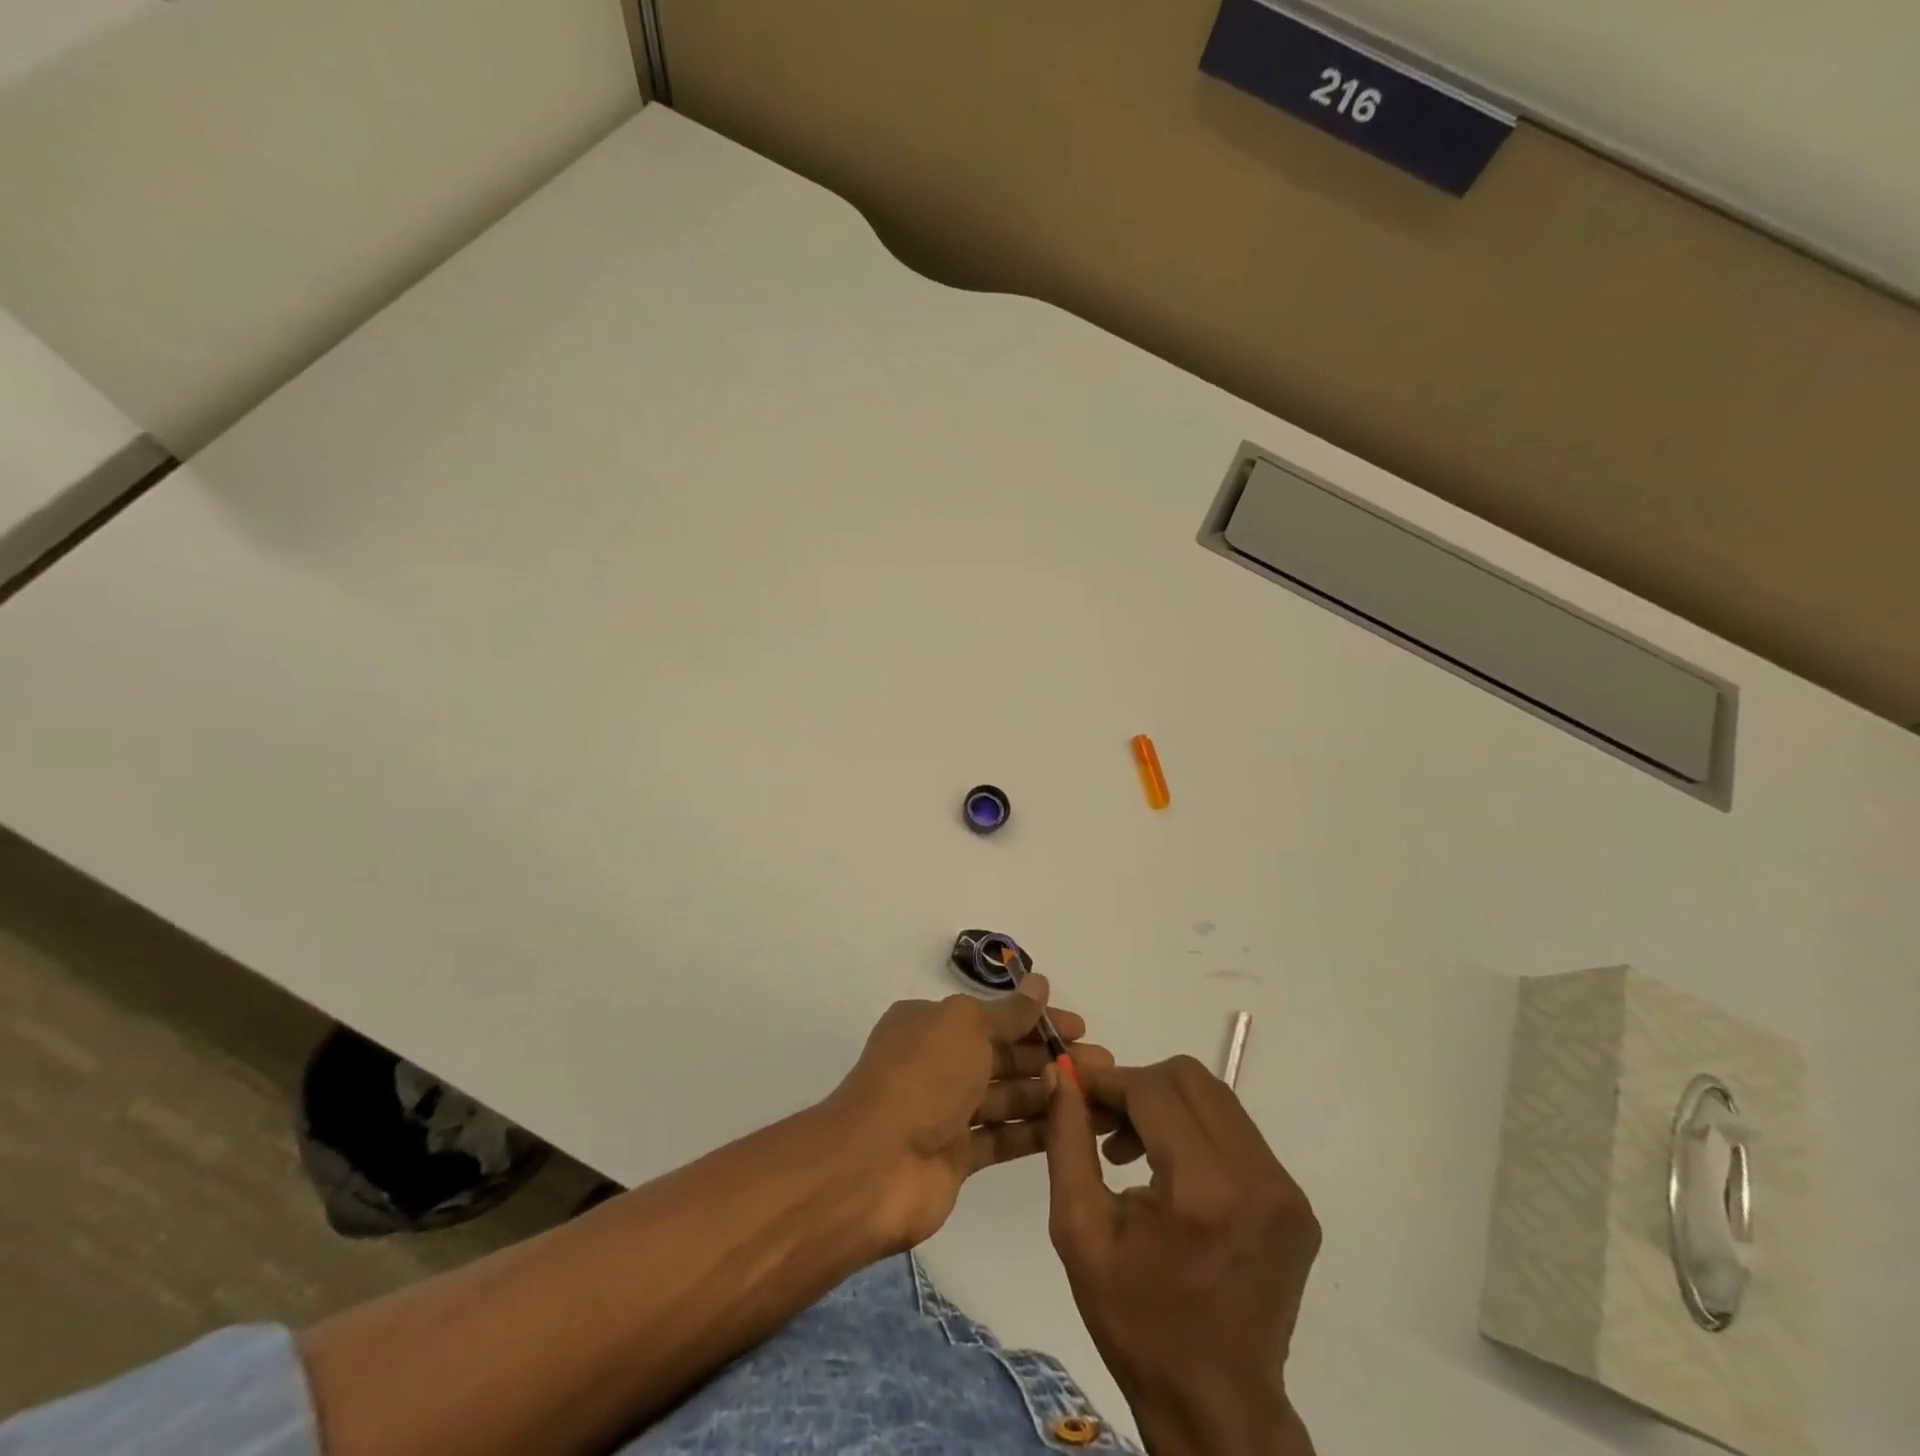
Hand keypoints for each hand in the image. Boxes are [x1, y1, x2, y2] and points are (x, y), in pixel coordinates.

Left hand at [827, 975, 1113, 1250]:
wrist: (875, 1166)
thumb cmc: (922, 1077)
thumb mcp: (966, 1027)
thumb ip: (1008, 1012)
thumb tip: (1040, 984)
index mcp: (932, 1024)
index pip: (993, 1016)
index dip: (1037, 1020)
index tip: (1080, 1027)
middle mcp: (939, 1062)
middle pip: (1003, 1056)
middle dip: (1050, 1057)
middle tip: (1102, 1064)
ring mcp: (946, 1111)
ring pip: (1007, 1096)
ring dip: (1050, 1093)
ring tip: (1099, 1096)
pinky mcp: (956, 1156)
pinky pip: (1002, 1136)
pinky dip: (1034, 1131)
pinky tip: (1073, 1127)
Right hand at [1045, 1057, 1319, 1455]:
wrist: (1216, 1407)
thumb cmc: (1136, 1322)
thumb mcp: (1080, 1229)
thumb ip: (1068, 1140)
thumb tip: (1062, 1074)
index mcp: (1203, 1190)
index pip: (1152, 1089)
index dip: (1108, 1080)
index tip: (1077, 1086)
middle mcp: (1257, 1177)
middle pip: (1190, 1078)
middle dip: (1139, 1085)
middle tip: (1104, 1119)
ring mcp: (1285, 1190)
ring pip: (1216, 1099)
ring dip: (1167, 1105)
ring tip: (1131, 1147)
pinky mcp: (1296, 1203)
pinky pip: (1238, 1133)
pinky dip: (1197, 1131)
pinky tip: (1169, 1171)